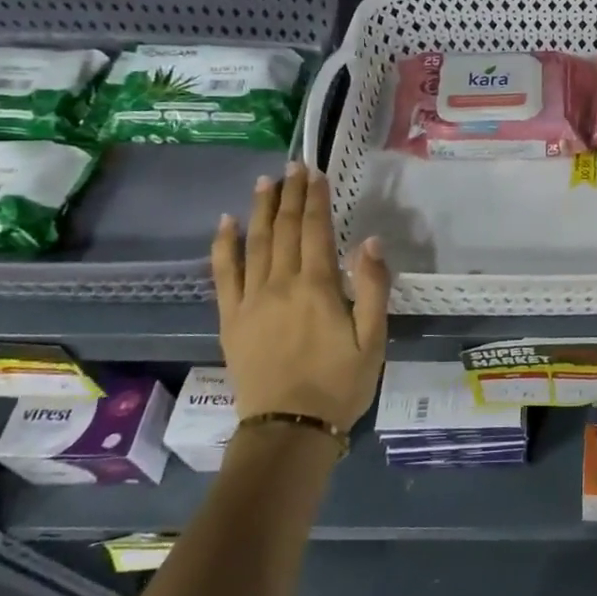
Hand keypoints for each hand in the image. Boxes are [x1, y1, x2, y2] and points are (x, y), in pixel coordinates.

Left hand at [210, 163, 390, 430]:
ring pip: (254, 244)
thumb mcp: (373, 339)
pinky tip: (225, 224)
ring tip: (265, 182)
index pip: (315, 230)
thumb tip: (370, 241)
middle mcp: (280, 284)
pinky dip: (223, 246)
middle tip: (293, 166)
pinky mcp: (231, 319)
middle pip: (283, 229)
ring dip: (260, 210)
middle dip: (290, 195)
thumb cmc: (340, 384)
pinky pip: (223, 275)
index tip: (316, 172)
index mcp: (317, 287)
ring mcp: (250, 301)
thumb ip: (372, 288)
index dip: (316, 199)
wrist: (289, 429)